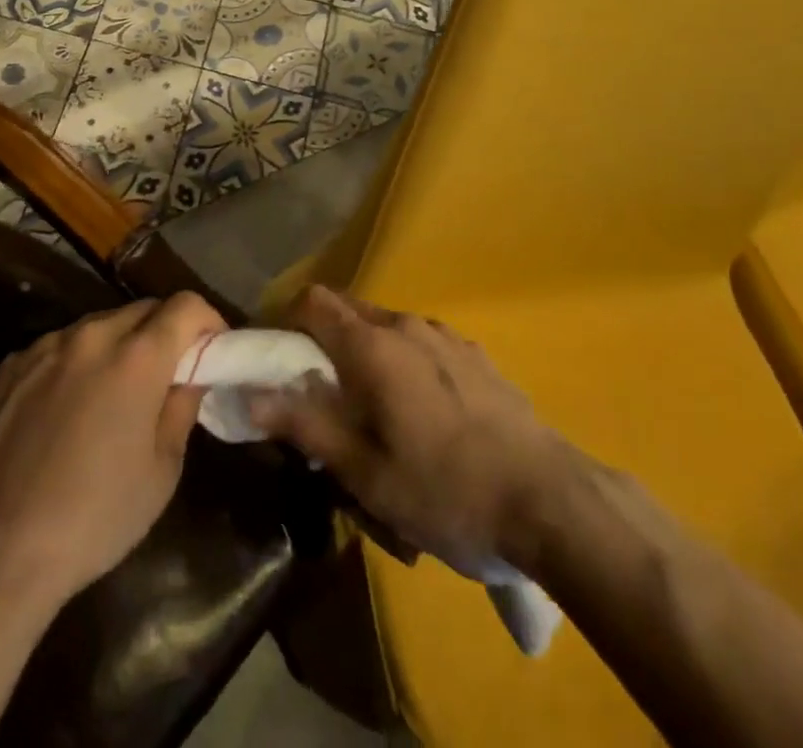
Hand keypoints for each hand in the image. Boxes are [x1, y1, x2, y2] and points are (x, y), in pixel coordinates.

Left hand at [0, 293, 224, 609]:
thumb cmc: (96, 517)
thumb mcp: (163, 470)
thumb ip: (182, 406)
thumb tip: (190, 374)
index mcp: (137, 357)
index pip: (185, 305)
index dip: (206, 321)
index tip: (211, 349)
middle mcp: (92, 335)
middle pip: (143, 309)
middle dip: (164, 331)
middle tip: (168, 374)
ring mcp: (46, 345)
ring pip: (99, 325)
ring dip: (119, 345)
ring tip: (114, 393)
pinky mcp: (12, 363)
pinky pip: (60, 346)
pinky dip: (77, 362)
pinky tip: (67, 409)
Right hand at [248, 285, 563, 574]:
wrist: (550, 500)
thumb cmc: (446, 490)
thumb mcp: (366, 474)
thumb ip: (306, 427)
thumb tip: (252, 397)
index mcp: (372, 346)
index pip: (312, 301)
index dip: (287, 322)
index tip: (280, 363)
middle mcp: (405, 325)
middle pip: (347, 309)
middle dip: (323, 341)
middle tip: (322, 395)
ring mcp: (445, 335)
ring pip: (385, 326)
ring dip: (364, 352)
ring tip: (374, 409)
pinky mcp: (474, 353)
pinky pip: (420, 342)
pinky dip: (402, 360)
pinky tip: (422, 412)